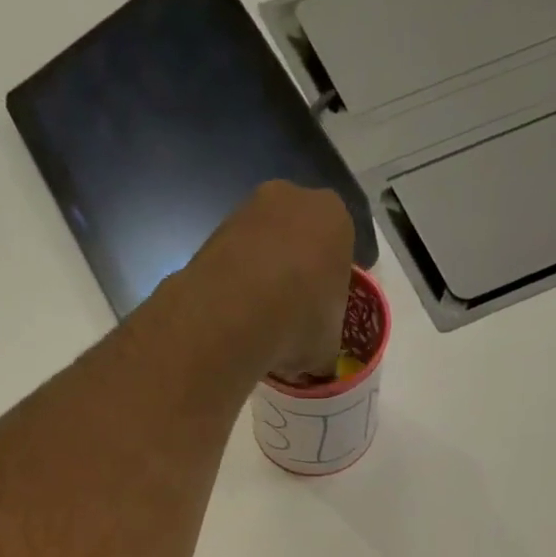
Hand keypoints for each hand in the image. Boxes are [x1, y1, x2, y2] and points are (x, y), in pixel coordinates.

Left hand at [199, 182, 354, 380]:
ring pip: (265, 247)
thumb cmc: (299, 322)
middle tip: (292, 317)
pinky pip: (236, 259)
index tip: (323, 315)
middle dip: (297, 273)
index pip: (342, 252)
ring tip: (260, 321)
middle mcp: (293, 198)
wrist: (234, 313)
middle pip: (301, 240)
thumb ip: (326, 341)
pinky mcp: (214, 229)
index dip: (332, 287)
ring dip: (265, 276)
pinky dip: (238, 282)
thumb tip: (317, 358)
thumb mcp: (328, 345)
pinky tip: (236, 315)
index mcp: (335, 219)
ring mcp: (249, 208)